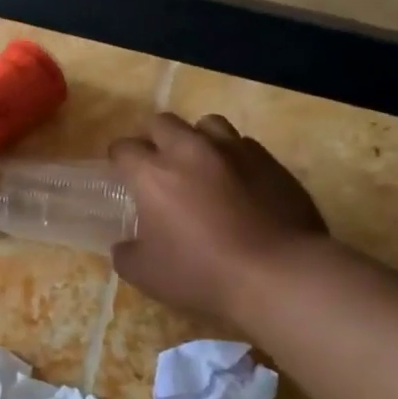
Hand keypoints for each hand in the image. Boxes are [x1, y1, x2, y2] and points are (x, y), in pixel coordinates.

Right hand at [109, 113, 327, 321]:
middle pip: (163, 123)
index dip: (118, 159)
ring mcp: (234, 151)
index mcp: (153, 174)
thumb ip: (126, 254)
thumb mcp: (146, 275)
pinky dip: (233, 157)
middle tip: (158, 166)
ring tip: (200, 165)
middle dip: (155, 139)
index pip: (124, 148)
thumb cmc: (202, 272)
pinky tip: (237, 182)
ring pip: (207, 124)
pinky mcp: (270, 161)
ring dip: (197, 139)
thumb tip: (124, 246)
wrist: (278, 274)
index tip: (121, 174)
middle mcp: (190, 151)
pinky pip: (243, 145)